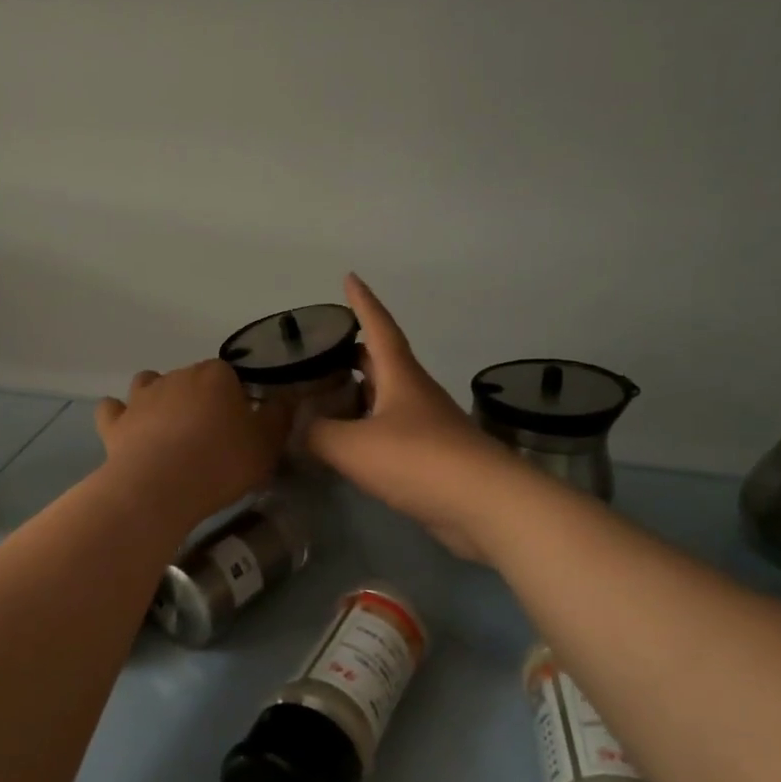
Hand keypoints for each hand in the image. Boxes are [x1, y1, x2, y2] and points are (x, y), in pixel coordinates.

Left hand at [95, 360, 291, 531]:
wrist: (161, 487)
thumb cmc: (222, 462)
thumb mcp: (267, 444)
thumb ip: (279, 417)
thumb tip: (285, 398)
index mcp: (216, 375)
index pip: (231, 377)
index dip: (237, 400)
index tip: (242, 428)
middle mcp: (177, 376)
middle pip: (192, 380)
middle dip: (200, 400)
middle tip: (210, 437)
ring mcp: (141, 397)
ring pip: (150, 384)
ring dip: (158, 399)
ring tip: (169, 431)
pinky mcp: (116, 423)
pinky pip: (113, 409)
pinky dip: (119, 416)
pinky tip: (128, 431)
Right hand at [306, 274, 516, 559]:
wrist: (484, 504)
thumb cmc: (419, 459)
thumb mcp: (354, 445)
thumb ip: (317, 434)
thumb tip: (295, 428)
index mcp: (400, 376)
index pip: (378, 327)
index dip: (363, 302)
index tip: (350, 277)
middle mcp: (414, 393)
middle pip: (381, 362)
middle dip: (353, 353)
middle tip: (321, 350)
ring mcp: (426, 426)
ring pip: (385, 399)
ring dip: (358, 394)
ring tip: (324, 397)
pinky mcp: (431, 458)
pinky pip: (390, 433)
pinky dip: (366, 430)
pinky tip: (348, 446)